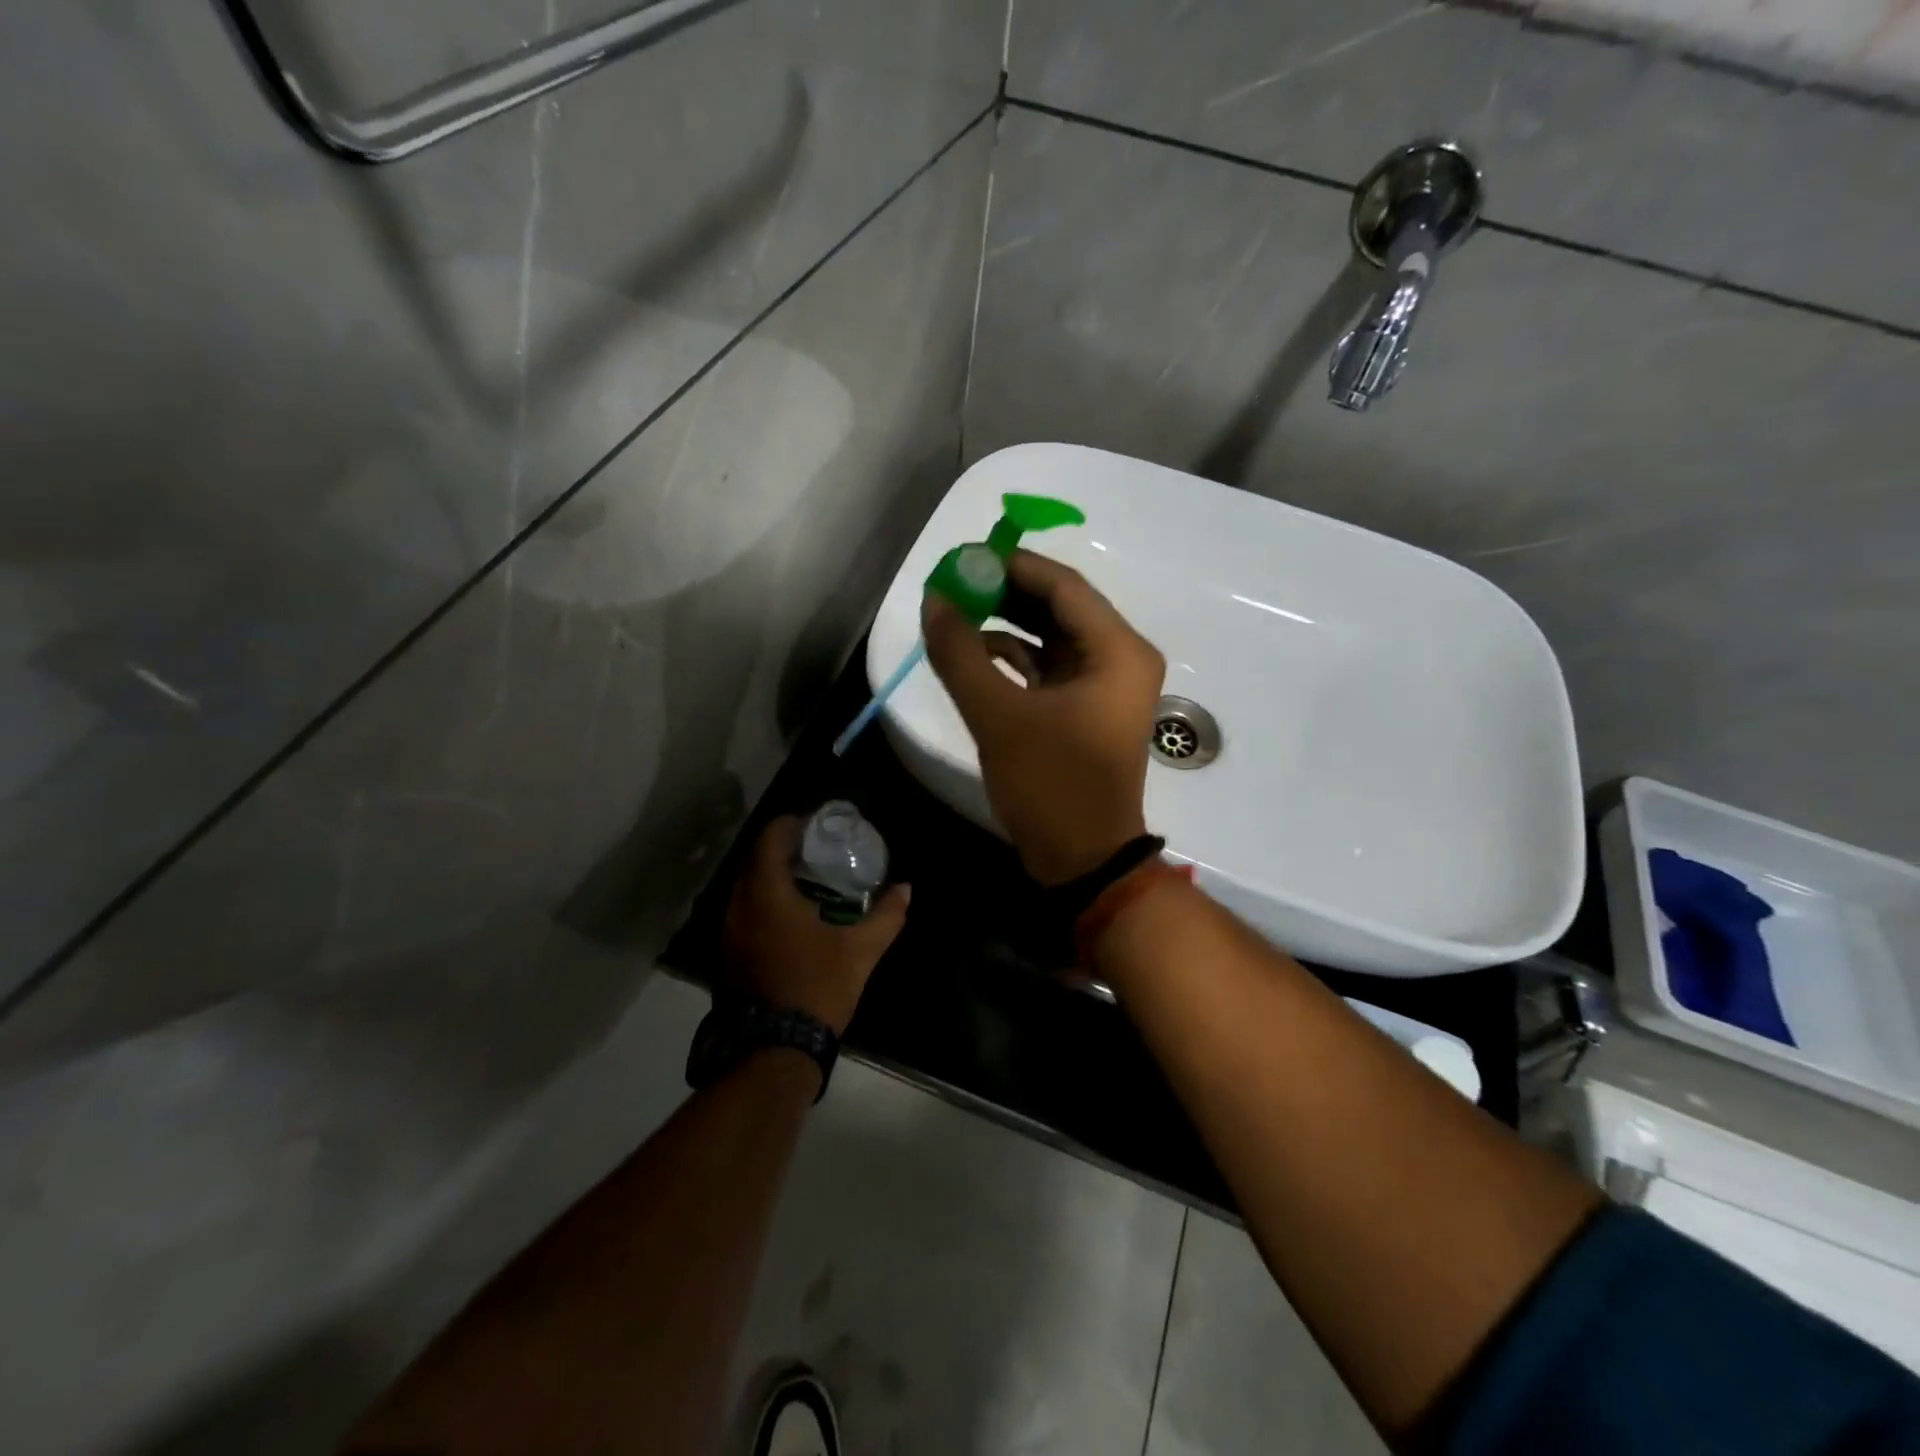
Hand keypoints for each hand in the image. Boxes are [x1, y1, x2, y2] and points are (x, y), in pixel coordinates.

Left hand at [720, 817, 909, 1034]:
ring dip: (771, 879)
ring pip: (746, 889)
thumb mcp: (860, 952)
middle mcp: (738, 906)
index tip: (815, 824)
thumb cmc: (816, 988)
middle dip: (783, 850)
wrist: (771, 1052)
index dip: (791, 824)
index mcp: (766, 894)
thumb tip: (906, 888)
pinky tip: (789, 920)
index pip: (770, 839)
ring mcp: (726, 934)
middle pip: (755, 861)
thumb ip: (886, 916)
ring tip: (806, 882)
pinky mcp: (725, 957)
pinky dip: (762, 905)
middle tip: (816, 851)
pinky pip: (742, 914)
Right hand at [922, 549, 1164, 885]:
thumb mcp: (998, 717)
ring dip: (1007, 623)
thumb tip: (935, 599)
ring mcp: (1106, 685)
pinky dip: (1015, 657)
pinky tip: (975, 654)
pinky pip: (1050, 666)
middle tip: (953, 582)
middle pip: (1060, 605)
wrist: (1083, 860)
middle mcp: (1121, 658)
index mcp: (1118, 651)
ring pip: (1053, 635)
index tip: (962, 557)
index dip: (1010, 566)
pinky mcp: (1087, 708)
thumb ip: (961, 653)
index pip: (1063, 586)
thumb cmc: (1051, 785)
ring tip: (956, 612)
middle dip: (1005, 592)